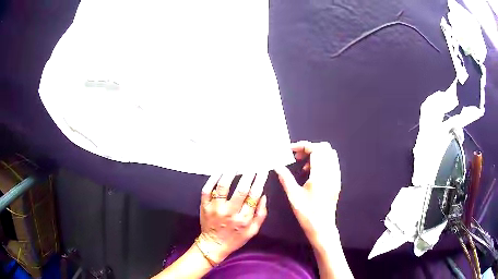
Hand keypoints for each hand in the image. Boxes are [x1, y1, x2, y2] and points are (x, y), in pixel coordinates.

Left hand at [198, 171, 268, 263]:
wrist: (213, 245)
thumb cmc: (235, 238)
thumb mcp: (253, 231)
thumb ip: (261, 214)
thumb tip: (263, 195)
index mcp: (244, 218)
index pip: (254, 195)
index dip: (259, 180)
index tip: (262, 169)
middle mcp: (230, 212)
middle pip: (241, 189)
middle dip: (248, 173)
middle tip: (252, 162)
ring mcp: (215, 208)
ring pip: (223, 186)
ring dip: (230, 172)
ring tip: (236, 163)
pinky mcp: (204, 206)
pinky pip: (207, 189)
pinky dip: (213, 178)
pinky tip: (219, 170)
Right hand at [275, 141, 341, 245]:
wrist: (322, 228)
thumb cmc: (307, 214)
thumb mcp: (293, 196)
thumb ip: (285, 178)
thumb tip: (277, 165)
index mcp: (321, 175)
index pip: (316, 149)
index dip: (303, 146)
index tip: (291, 150)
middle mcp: (332, 173)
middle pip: (325, 148)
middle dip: (310, 148)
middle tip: (297, 157)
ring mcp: (336, 177)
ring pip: (330, 155)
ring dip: (316, 154)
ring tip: (302, 166)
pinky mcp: (337, 182)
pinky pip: (332, 164)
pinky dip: (322, 162)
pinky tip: (311, 173)